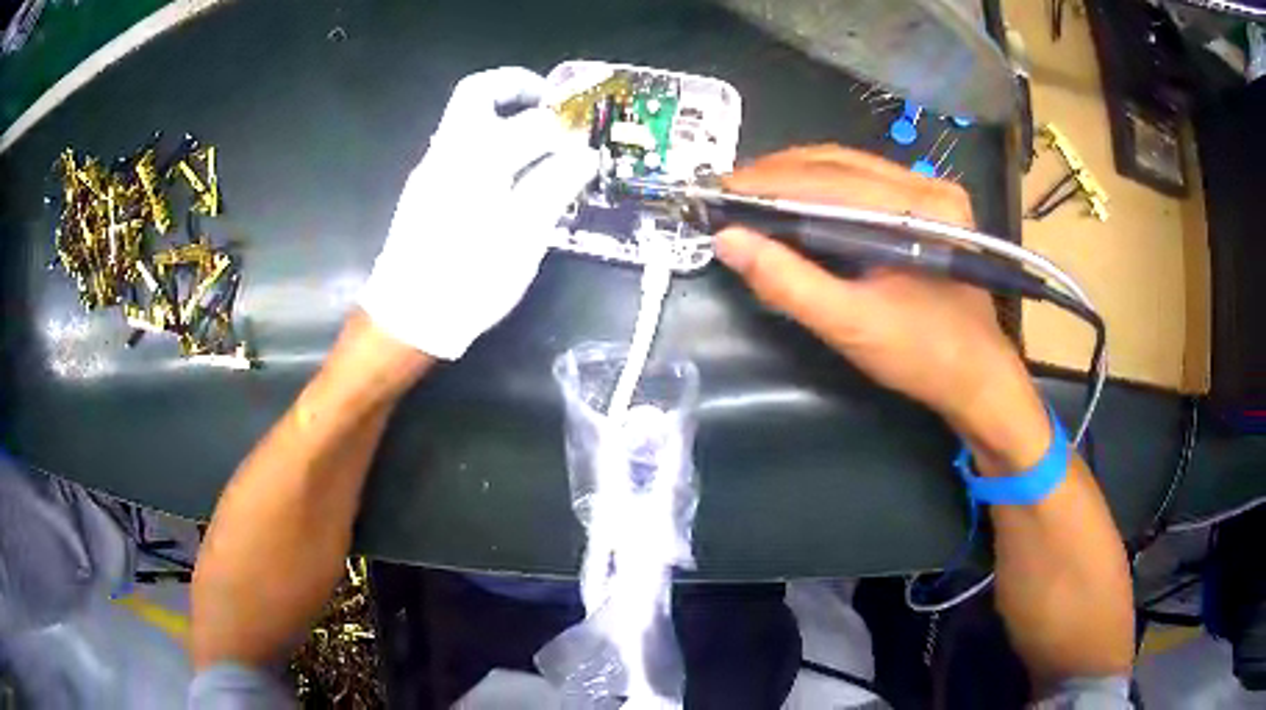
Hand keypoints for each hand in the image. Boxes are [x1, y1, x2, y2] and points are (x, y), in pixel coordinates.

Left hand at [360, 67, 596, 359]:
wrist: (409, 316)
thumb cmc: (470, 279)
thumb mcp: (523, 238)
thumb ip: (554, 187)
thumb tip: (584, 154)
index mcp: (478, 159)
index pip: (530, 121)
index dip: (563, 128)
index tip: (582, 142)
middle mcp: (448, 152)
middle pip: (477, 92)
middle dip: (516, 87)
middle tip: (548, 105)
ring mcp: (430, 168)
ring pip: (464, 118)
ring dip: (501, 114)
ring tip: (536, 143)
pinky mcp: (423, 187)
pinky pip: (458, 145)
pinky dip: (488, 141)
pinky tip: (508, 174)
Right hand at [716, 146, 1048, 466]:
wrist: (977, 377)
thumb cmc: (922, 356)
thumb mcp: (850, 325)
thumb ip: (788, 282)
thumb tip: (727, 241)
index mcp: (922, 210)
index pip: (832, 180)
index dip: (770, 181)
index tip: (720, 191)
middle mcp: (930, 186)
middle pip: (841, 162)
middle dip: (779, 172)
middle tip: (729, 191)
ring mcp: (932, 191)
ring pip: (850, 166)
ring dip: (797, 175)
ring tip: (752, 193)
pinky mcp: (928, 205)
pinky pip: (865, 182)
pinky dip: (822, 186)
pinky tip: (795, 199)